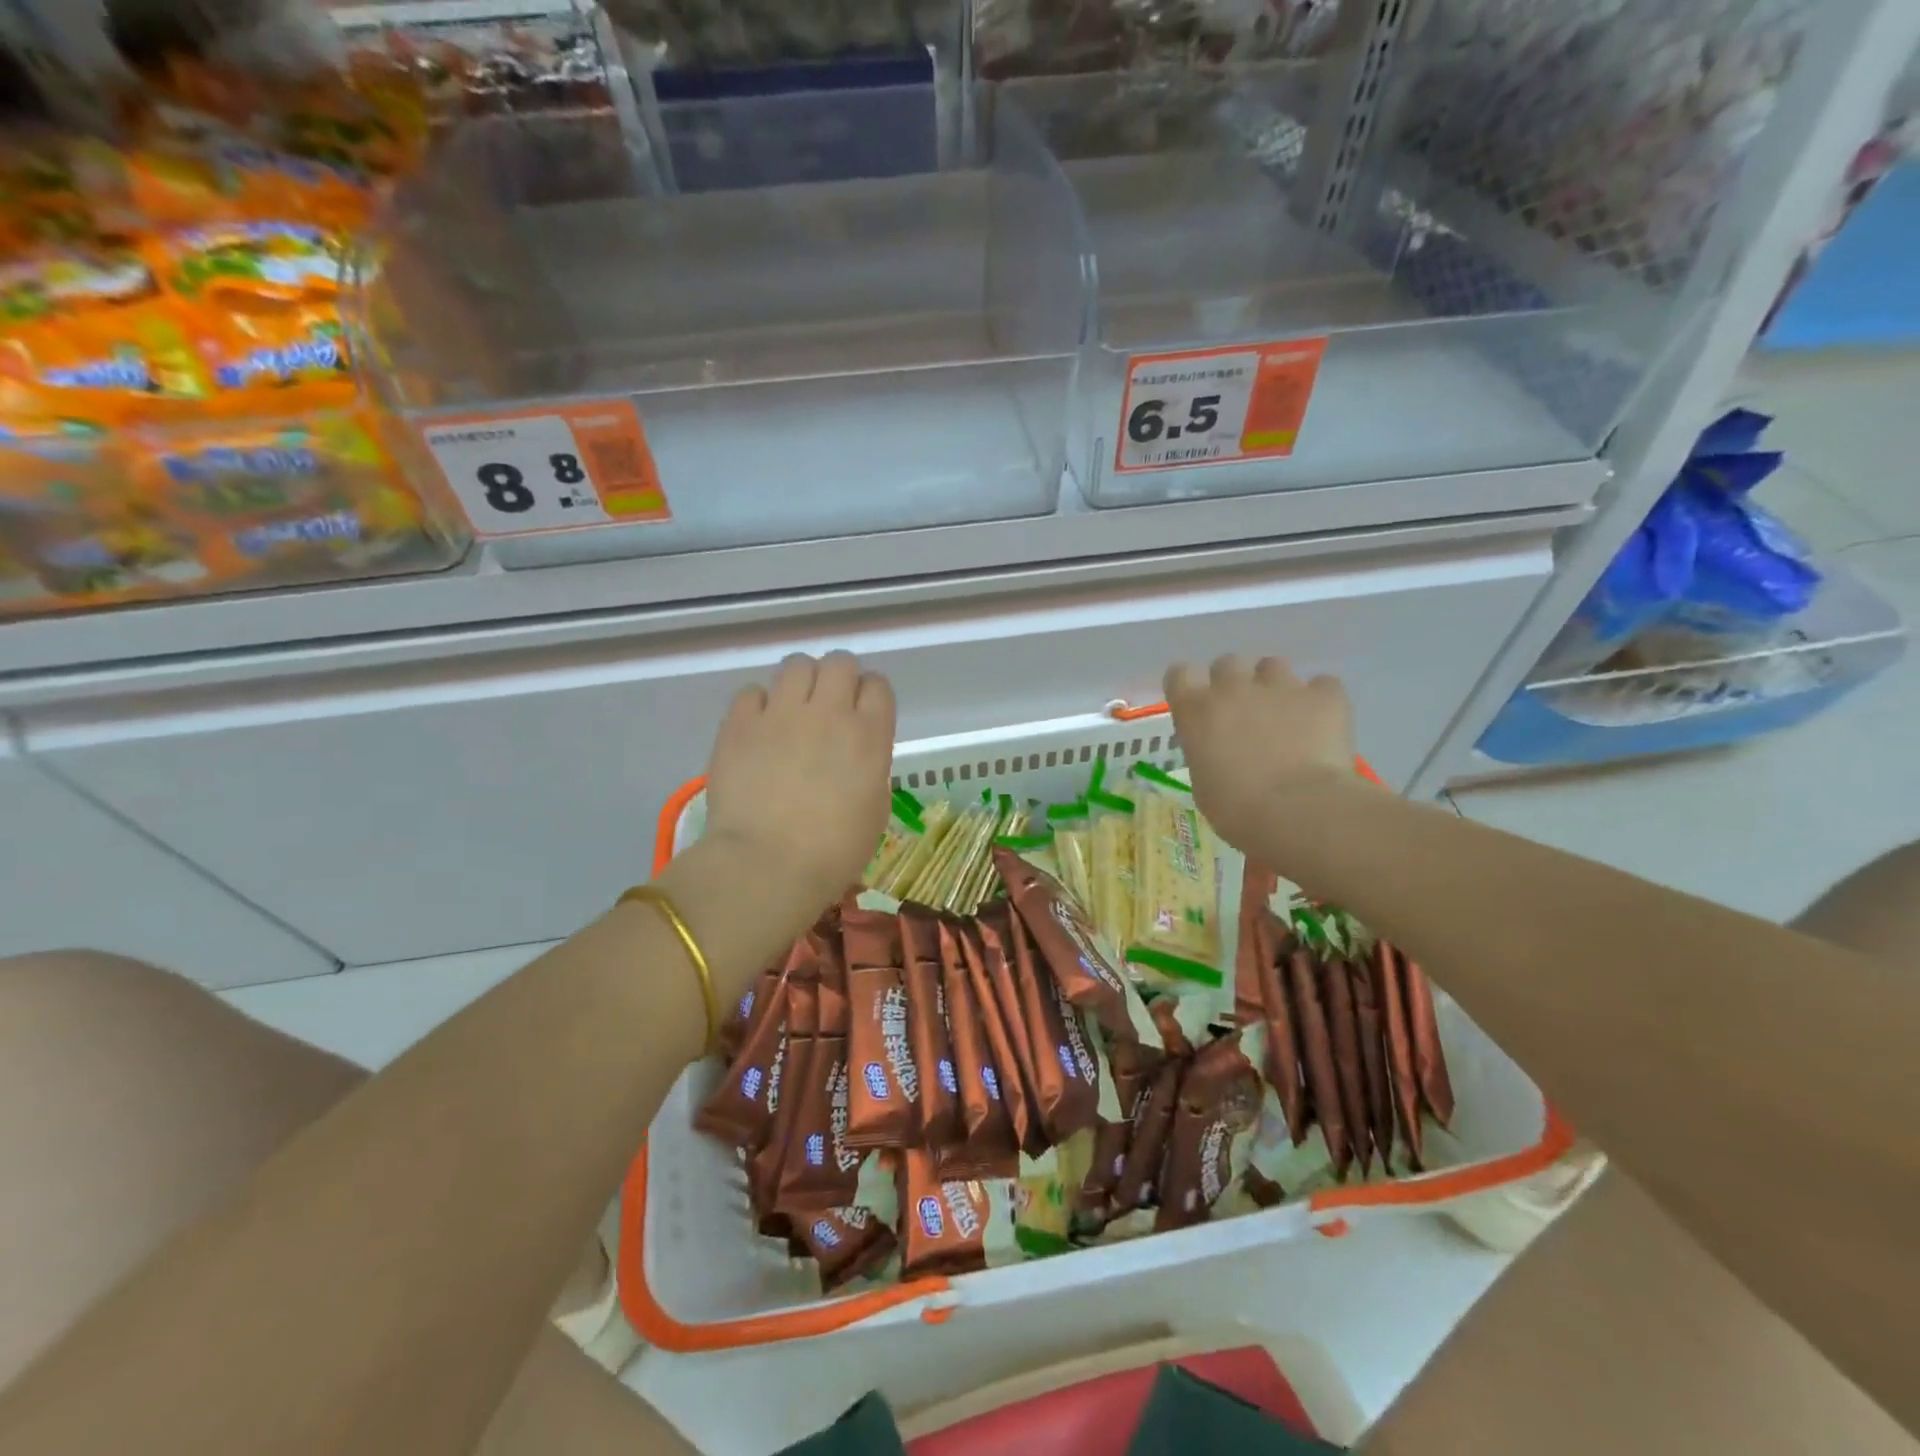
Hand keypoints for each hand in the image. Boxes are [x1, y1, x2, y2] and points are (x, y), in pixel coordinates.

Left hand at [702, 652, 895, 926]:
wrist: (767, 865)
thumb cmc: (834, 852)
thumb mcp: (875, 810)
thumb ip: (870, 766)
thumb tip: (855, 753)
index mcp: (869, 734)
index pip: (878, 685)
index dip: (870, 696)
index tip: (862, 715)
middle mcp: (829, 712)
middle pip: (840, 662)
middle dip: (838, 679)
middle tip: (828, 708)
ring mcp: (781, 713)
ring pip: (796, 665)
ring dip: (800, 683)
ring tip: (792, 711)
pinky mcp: (740, 723)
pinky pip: (752, 691)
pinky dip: (759, 705)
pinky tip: (759, 729)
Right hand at [1164, 656, 1360, 853]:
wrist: (1298, 811)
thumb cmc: (1237, 810)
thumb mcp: (1204, 786)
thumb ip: (1208, 755)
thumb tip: (1222, 754)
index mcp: (1196, 711)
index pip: (1179, 674)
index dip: (1188, 685)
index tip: (1196, 703)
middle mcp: (1233, 688)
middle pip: (1227, 663)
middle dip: (1234, 682)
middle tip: (1244, 712)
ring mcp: (1281, 687)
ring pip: (1273, 666)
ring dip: (1275, 685)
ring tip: (1286, 715)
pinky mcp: (1324, 696)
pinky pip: (1322, 686)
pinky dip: (1320, 700)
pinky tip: (1323, 724)